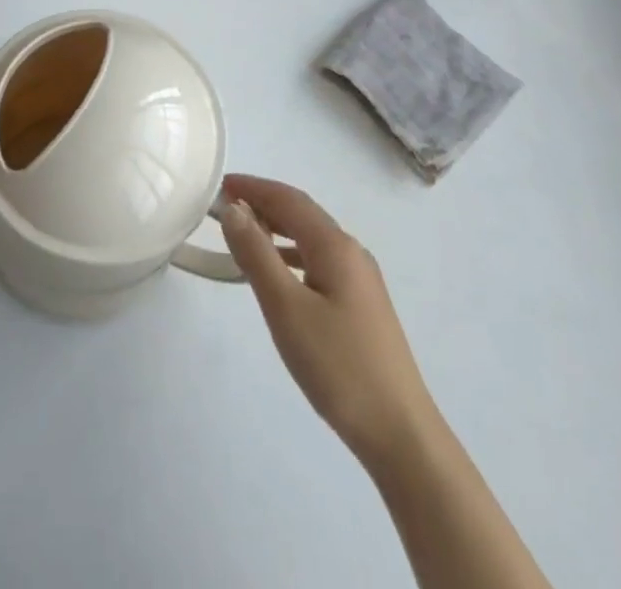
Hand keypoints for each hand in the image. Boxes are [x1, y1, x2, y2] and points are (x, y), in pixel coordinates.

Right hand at [219, 174, 428, 462]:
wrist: (400, 434)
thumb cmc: (338, 366)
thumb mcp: (286, 308)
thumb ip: (256, 254)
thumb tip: (234, 209)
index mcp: (335, 246)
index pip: (288, 199)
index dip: (253, 187)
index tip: (219, 185)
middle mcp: (351, 252)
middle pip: (302, 214)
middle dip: (263, 203)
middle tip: (225, 207)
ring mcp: (361, 280)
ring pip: (311, 238)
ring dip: (276, 228)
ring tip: (243, 235)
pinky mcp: (361, 306)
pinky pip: (319, 261)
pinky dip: (290, 255)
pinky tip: (277, 275)